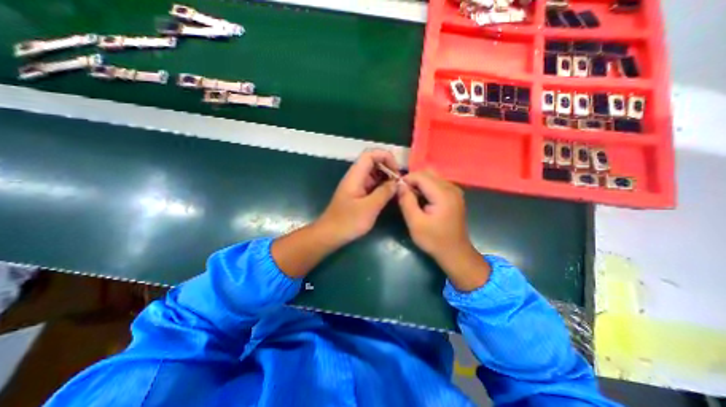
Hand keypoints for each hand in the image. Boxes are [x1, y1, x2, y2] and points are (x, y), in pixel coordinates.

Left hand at [317, 148, 398, 246]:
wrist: (330, 234)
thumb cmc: (348, 221)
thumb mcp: (369, 207)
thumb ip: (384, 193)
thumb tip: (398, 183)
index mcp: (355, 176)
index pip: (370, 154)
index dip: (385, 157)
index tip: (396, 172)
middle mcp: (356, 177)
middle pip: (373, 163)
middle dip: (388, 169)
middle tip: (399, 183)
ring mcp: (357, 186)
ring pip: (374, 174)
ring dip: (386, 179)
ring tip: (397, 189)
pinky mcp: (358, 194)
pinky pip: (372, 185)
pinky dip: (382, 187)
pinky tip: (390, 196)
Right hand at [394, 169, 489, 289]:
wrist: (455, 253)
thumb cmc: (434, 240)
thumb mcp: (415, 223)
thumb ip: (406, 201)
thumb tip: (399, 185)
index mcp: (443, 194)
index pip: (421, 176)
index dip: (406, 179)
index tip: (396, 189)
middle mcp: (451, 188)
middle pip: (428, 173)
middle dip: (413, 180)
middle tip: (403, 194)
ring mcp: (455, 191)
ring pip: (432, 177)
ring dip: (419, 183)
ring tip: (411, 197)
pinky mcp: (454, 196)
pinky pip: (437, 183)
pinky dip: (426, 187)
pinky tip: (422, 199)